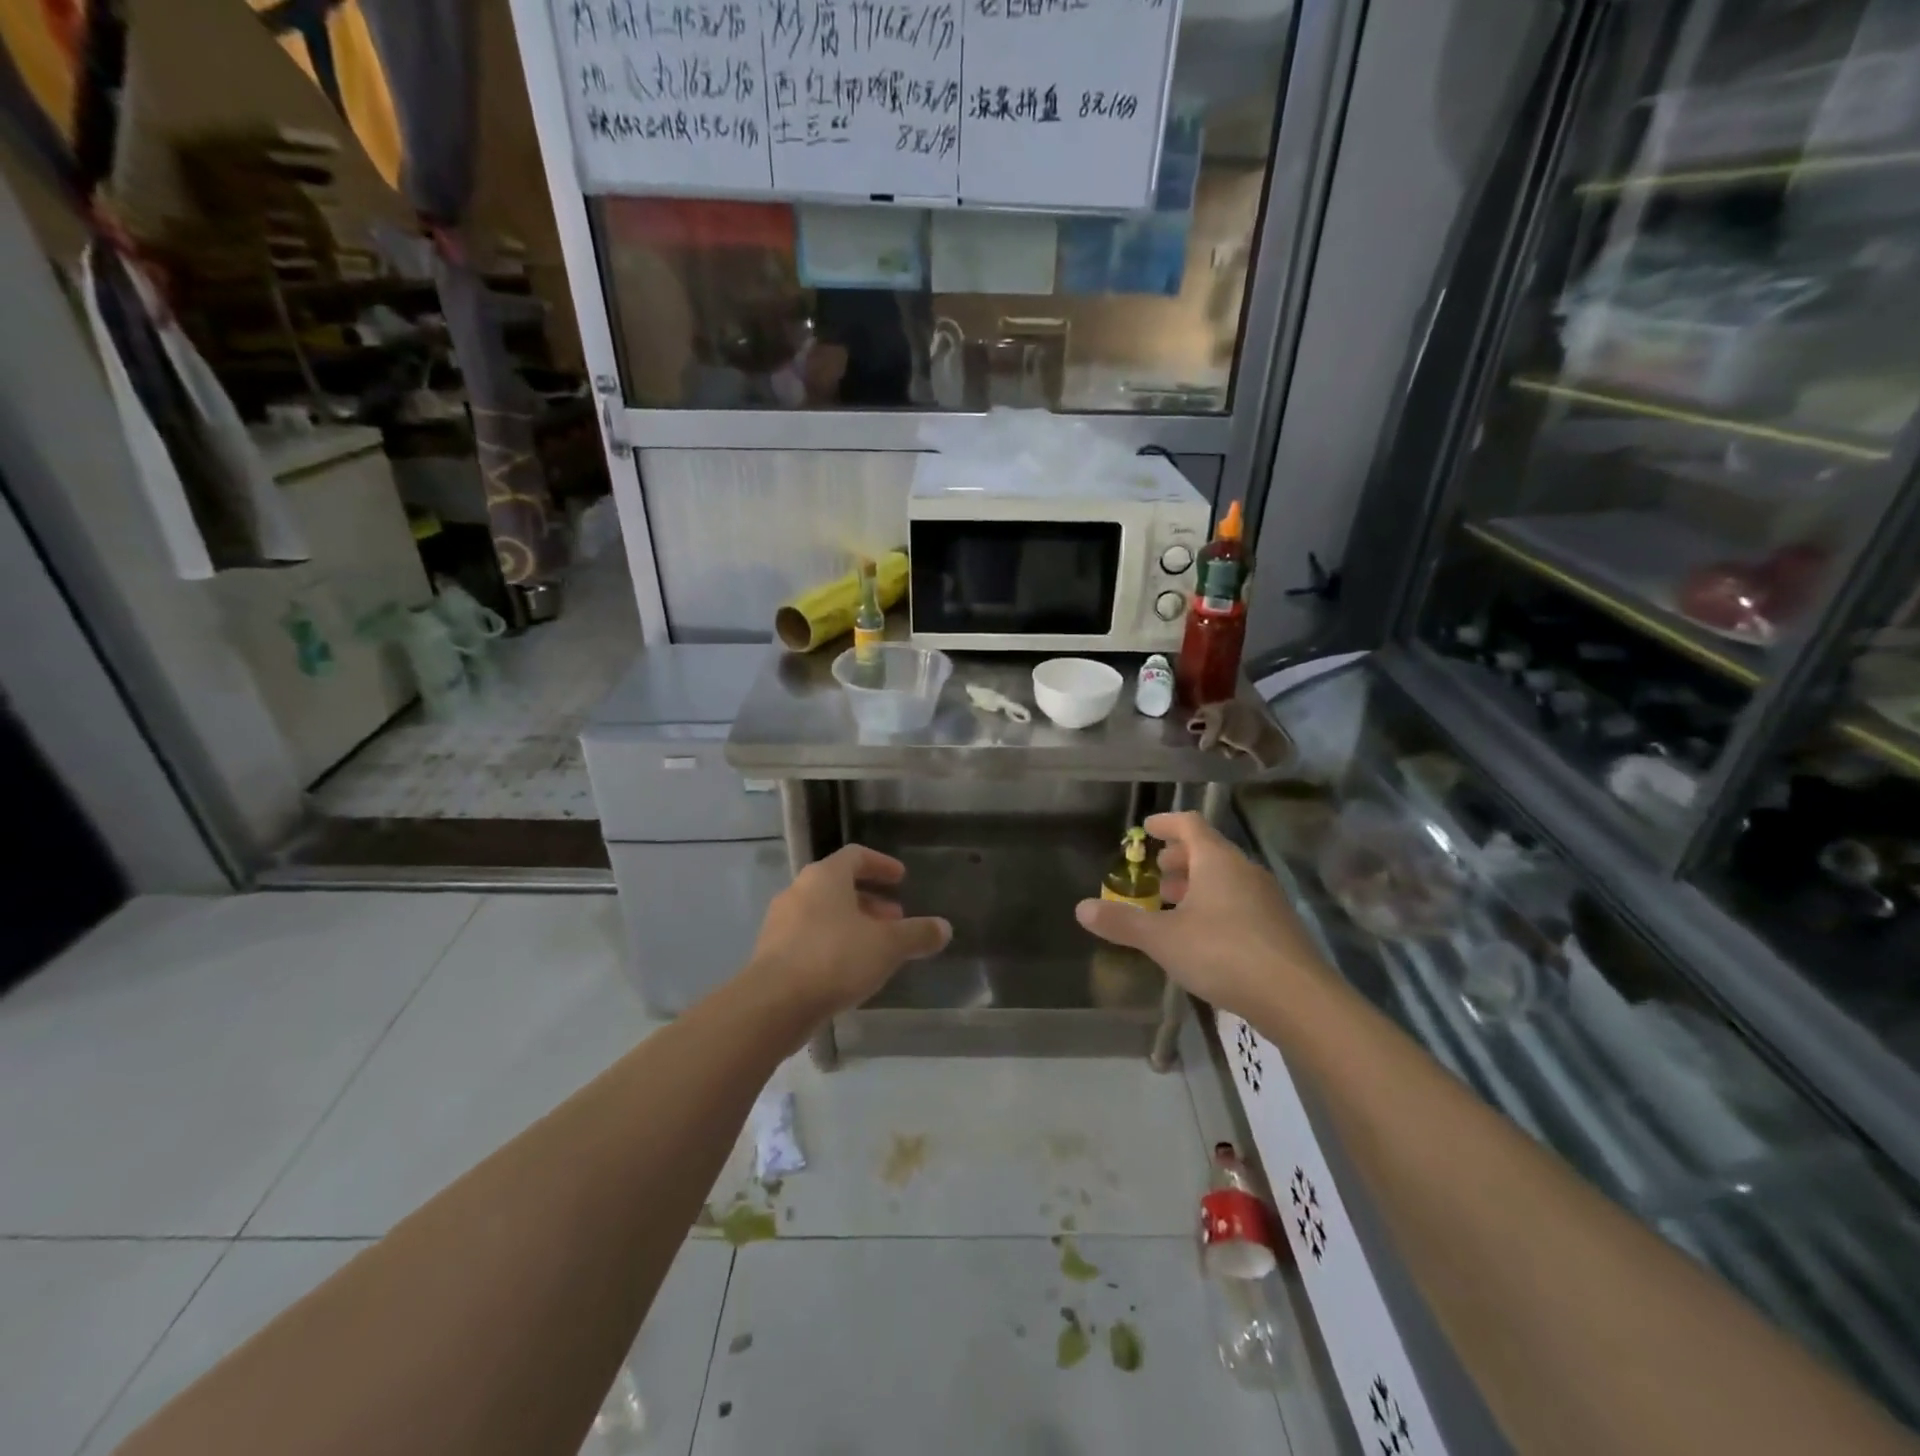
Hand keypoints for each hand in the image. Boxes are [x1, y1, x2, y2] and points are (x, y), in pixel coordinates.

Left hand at [748, 845, 950, 1020]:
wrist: (773, 1004)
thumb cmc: (834, 959)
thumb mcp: (887, 946)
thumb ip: (918, 934)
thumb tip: (944, 928)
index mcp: (825, 876)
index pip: (856, 856)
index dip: (881, 864)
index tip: (901, 878)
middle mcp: (798, 891)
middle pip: (839, 886)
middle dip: (871, 901)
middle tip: (895, 919)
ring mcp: (780, 923)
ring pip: (824, 914)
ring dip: (852, 924)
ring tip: (876, 948)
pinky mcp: (771, 954)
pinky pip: (809, 939)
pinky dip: (833, 945)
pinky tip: (849, 971)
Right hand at [1075, 811, 1324, 1017]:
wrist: (1298, 998)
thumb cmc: (1223, 953)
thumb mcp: (1163, 939)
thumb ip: (1122, 922)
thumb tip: (1081, 908)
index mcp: (1217, 860)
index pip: (1190, 824)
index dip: (1166, 823)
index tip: (1147, 829)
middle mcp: (1244, 870)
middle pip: (1209, 851)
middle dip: (1179, 858)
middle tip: (1156, 872)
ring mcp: (1266, 898)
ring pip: (1225, 878)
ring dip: (1197, 884)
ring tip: (1172, 904)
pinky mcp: (1278, 927)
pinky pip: (1239, 902)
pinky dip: (1215, 905)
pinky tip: (1201, 934)